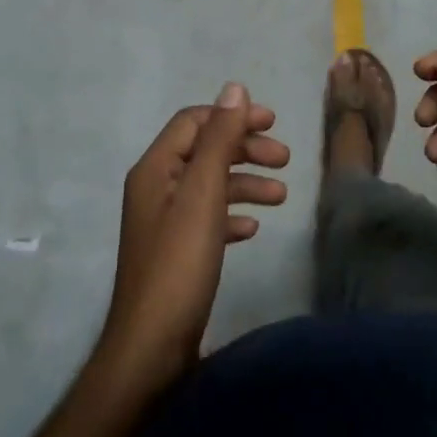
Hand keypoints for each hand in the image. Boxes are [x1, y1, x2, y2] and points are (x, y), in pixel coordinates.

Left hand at [96, 83, 288, 395]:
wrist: (151, 349)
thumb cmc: (179, 264)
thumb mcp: (203, 194)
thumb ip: (219, 140)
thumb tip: (234, 88)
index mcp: (156, 168)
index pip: (194, 122)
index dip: (233, 116)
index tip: (273, 123)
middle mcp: (156, 187)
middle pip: (204, 151)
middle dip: (245, 150)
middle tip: (286, 159)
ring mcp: (164, 221)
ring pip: (209, 186)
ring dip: (245, 183)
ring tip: (281, 196)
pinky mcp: (175, 252)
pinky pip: (207, 219)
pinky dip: (232, 215)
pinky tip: (253, 229)